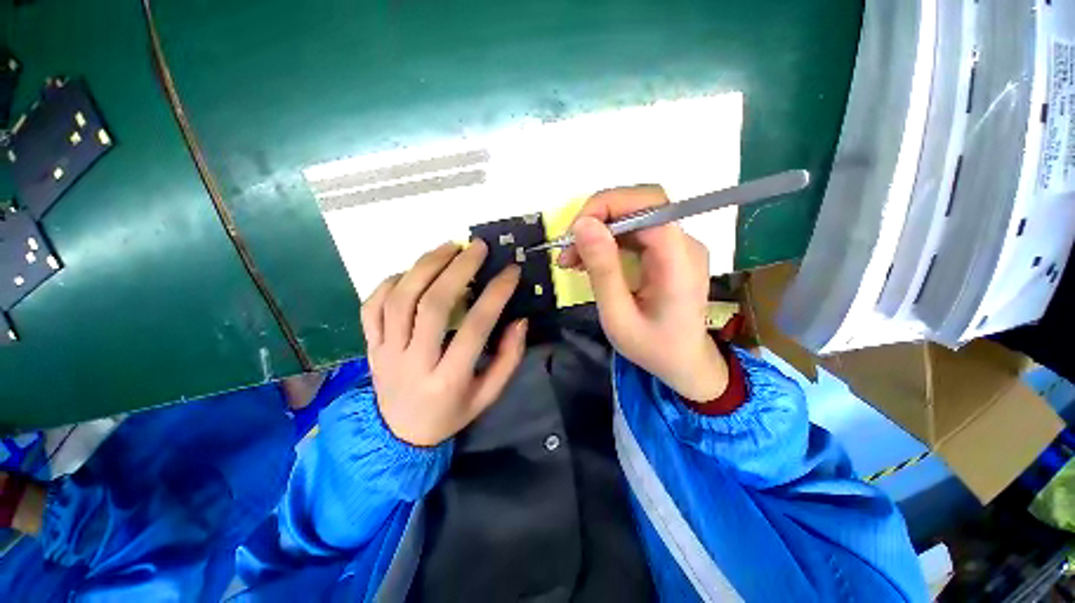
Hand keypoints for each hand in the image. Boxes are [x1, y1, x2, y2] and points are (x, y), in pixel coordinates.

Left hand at [361, 241, 526, 446]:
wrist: (399, 435)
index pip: (475, 327)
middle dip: (458, 269)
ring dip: (425, 266)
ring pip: (400, 299)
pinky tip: (411, 271)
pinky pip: (372, 307)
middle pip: (433, 305)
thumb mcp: (488, 395)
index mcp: (448, 380)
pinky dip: (390, 282)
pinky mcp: (370, 346)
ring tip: (449, 247)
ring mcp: (385, 353)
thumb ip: (508, 359)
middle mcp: (414, 363)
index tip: (511, 270)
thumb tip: (519, 321)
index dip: (496, 294)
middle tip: (477, 246)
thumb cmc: (450, 414)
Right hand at [559, 185, 727, 401]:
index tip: (574, 232)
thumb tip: (582, 225)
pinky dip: (608, 240)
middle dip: (599, 217)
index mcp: (679, 262)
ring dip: (599, 230)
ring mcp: (679, 245)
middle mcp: (685, 244)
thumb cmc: (653, 348)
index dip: (609, 206)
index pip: (650, 205)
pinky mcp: (669, 251)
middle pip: (642, 204)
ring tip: (572, 259)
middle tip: (569, 248)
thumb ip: (603, 270)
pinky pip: (635, 232)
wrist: (685, 363)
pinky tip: (589, 260)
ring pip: (635, 216)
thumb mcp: (618, 317)